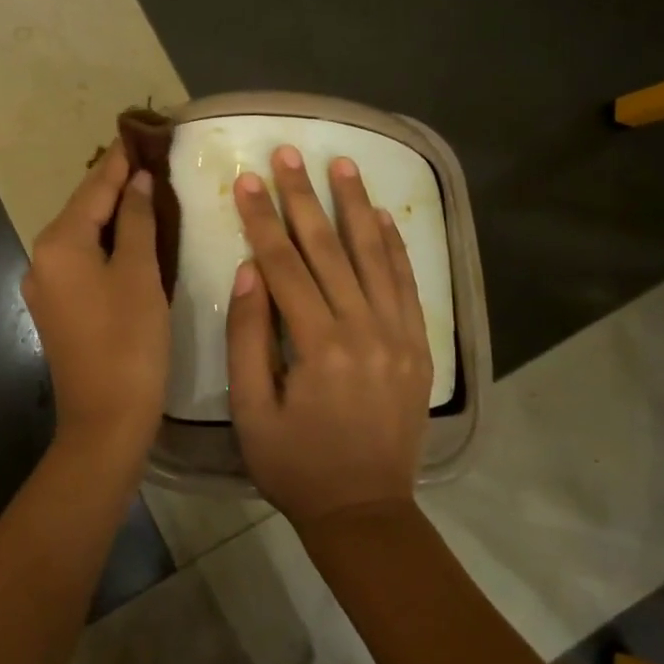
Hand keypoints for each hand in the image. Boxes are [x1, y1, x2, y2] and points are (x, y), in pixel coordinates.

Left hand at [22, 142, 171, 458]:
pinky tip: (129, 236)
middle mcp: (42, 258)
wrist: (105, 420)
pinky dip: (105, 243)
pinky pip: (81, 260)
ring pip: (82, 235)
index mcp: (59, 243)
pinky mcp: (57, 308)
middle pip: (83, 209)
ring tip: (145, 189)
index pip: (94, 189)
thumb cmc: (129, 341)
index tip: (140, 132)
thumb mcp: (140, 273)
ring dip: (111, 213)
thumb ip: (137, 221)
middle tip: (149, 158)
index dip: (121, 161)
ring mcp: (46, 285)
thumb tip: (138, 182)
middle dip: (115, 184)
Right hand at [226, 146, 431, 527]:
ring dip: (355, 205)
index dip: (261, 218)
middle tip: (289, 153)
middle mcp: (362, 329)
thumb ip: (247, 337)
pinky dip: (395, 246)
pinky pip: (407, 284)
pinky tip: (383, 215)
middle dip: (303, 196)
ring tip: (342, 164)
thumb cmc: (294, 464)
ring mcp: (397, 335)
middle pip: (327, 249)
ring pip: (373, 255)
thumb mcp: (250, 410)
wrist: (366, 511)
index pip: (284, 264)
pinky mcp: (417, 346)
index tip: (246, 179)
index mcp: (317, 346)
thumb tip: (249, 270)